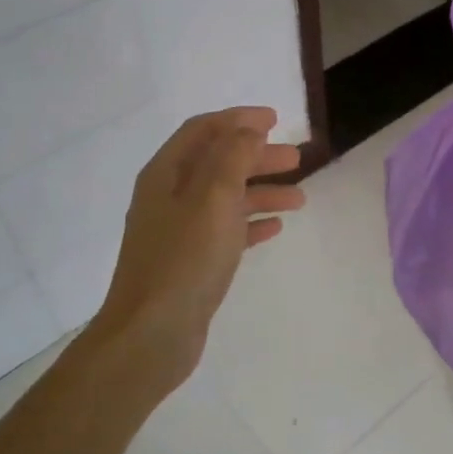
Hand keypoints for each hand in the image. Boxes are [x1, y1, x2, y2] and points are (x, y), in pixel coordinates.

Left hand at [95, 108, 303, 390]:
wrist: (152, 333)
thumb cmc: (184, 259)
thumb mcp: (213, 198)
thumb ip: (233, 157)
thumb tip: (248, 129)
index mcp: (165, 174)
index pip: (203, 130)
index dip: (238, 120)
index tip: (276, 120)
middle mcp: (168, 197)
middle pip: (217, 163)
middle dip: (257, 156)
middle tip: (297, 158)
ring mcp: (178, 232)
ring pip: (225, 198)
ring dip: (261, 191)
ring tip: (300, 199)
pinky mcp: (190, 262)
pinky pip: (225, 231)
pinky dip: (251, 223)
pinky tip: (276, 228)